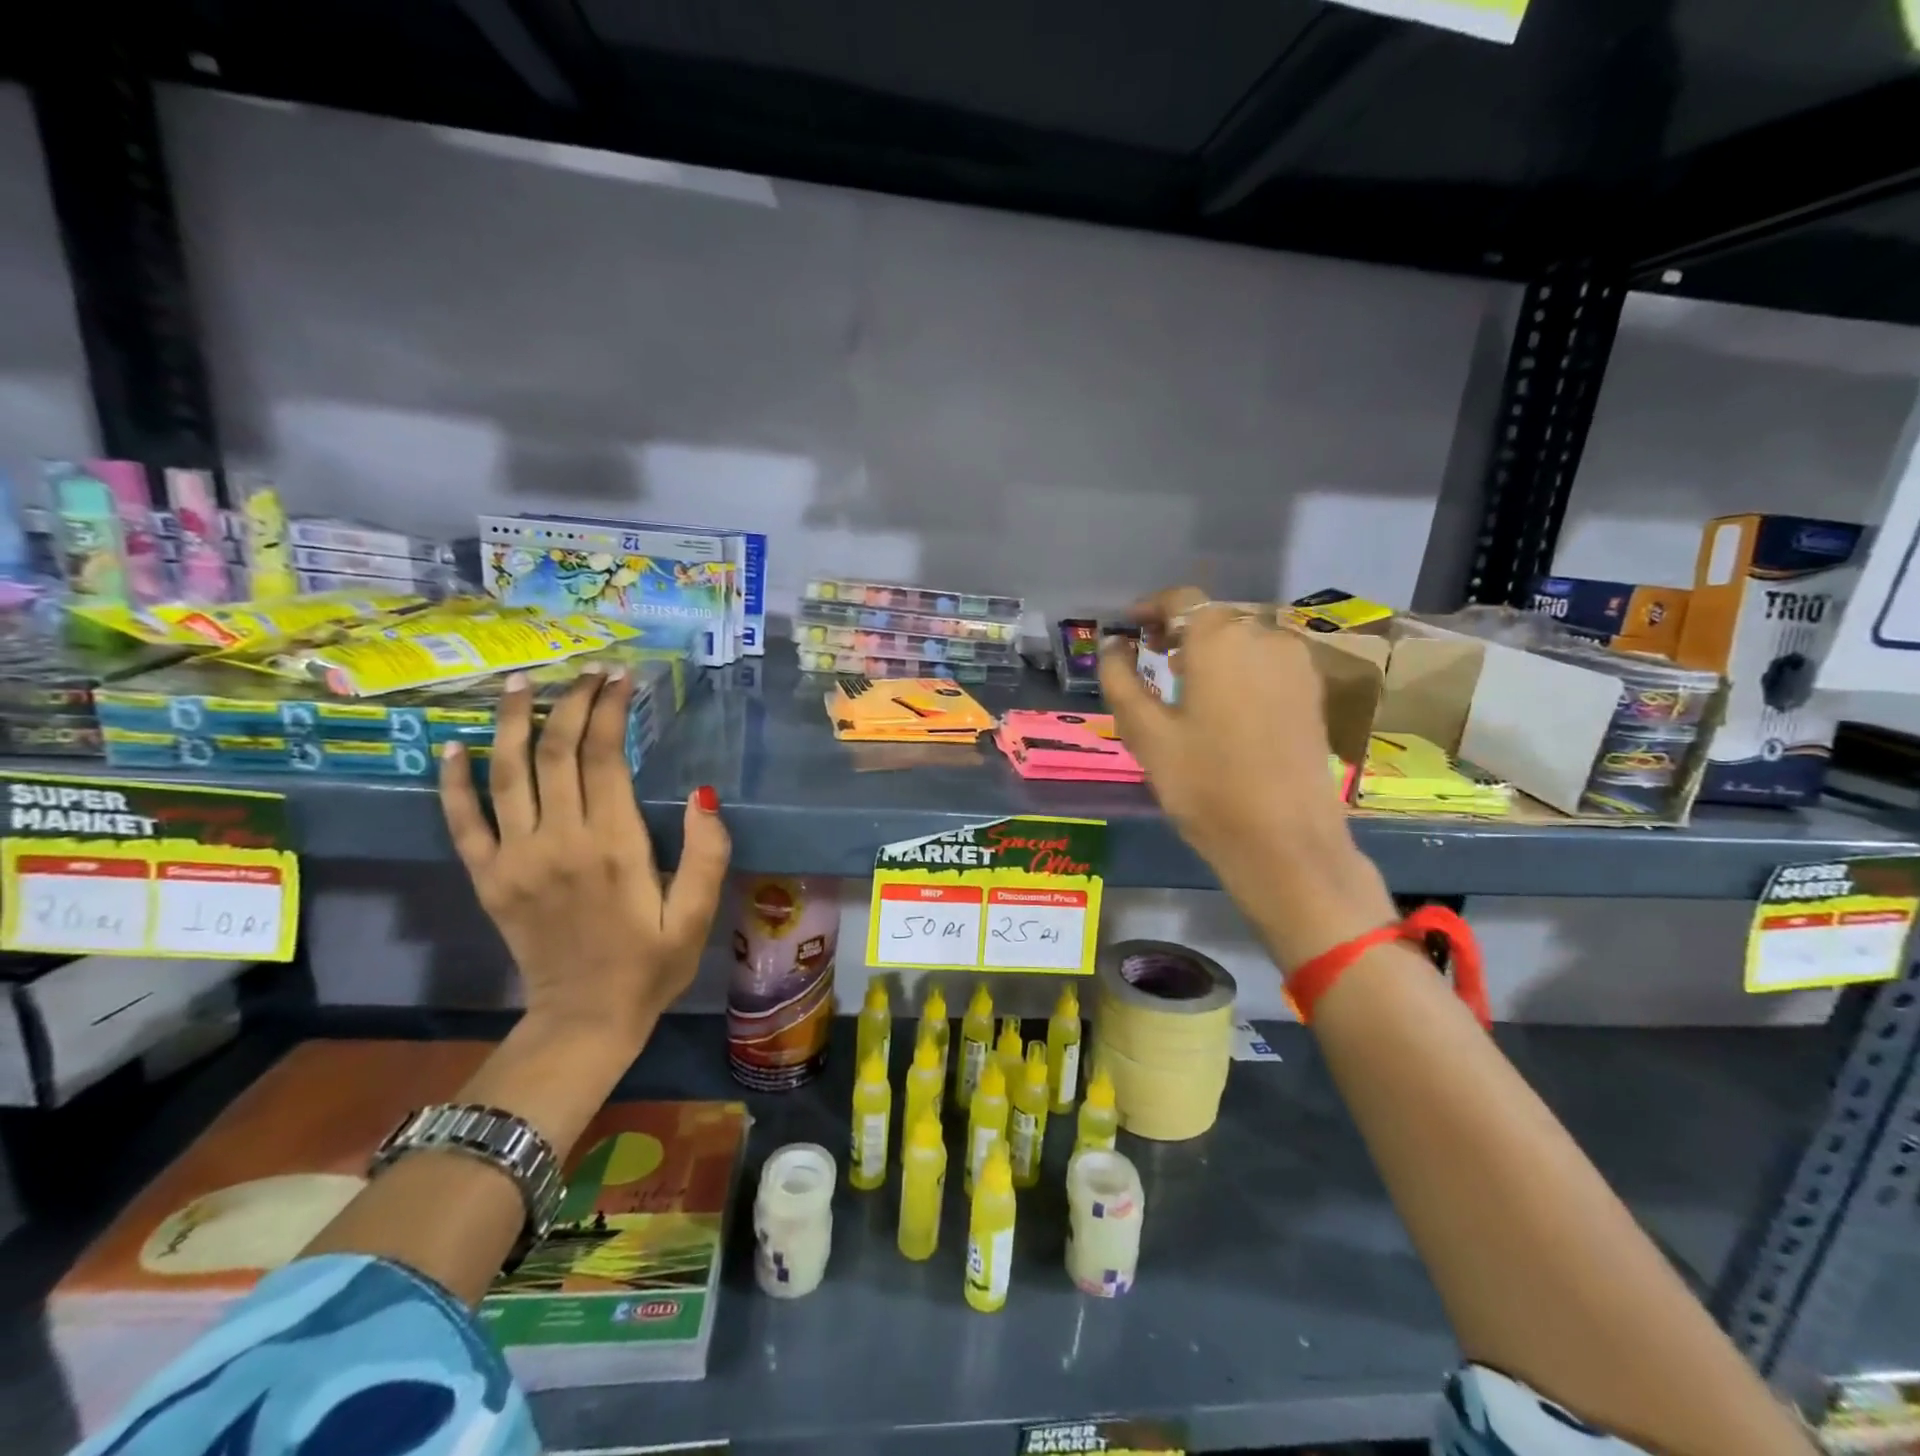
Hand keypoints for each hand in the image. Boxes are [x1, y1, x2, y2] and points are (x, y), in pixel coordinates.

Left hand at [438, 665, 731, 1051]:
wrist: (584, 1020)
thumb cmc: (651, 965)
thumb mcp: (697, 916)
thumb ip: (707, 854)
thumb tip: (704, 793)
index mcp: (613, 847)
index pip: (605, 758)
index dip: (610, 711)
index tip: (620, 678)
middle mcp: (558, 842)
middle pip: (556, 754)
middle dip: (570, 704)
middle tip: (585, 672)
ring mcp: (515, 860)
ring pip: (506, 775)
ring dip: (511, 724)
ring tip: (520, 684)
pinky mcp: (489, 879)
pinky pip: (462, 822)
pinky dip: (454, 782)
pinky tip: (453, 747)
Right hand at [1099, 588, 1394, 967]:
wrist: (1286, 841)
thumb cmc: (1205, 786)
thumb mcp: (1146, 734)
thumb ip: (1120, 681)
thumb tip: (1111, 646)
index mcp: (1219, 639)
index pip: (1181, 600)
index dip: (1150, 608)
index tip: (1129, 628)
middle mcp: (1264, 636)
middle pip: (1214, 616)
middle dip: (1179, 630)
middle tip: (1151, 657)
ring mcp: (1296, 664)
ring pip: (1243, 638)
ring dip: (1211, 649)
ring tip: (1185, 682)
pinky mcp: (1313, 692)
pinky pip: (1267, 661)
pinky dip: (1240, 667)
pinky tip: (1225, 702)